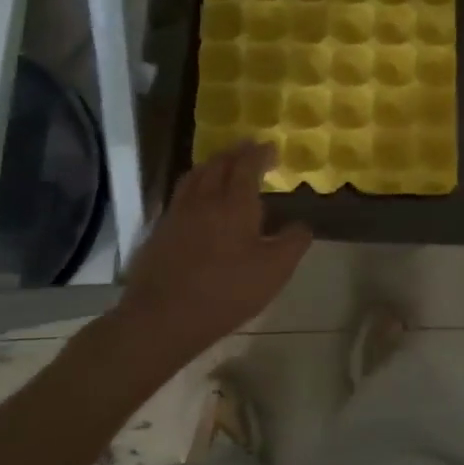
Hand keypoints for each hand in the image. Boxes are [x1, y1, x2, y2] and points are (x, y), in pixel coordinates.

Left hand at [119, 142, 311, 356]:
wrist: (163, 316)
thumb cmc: (226, 291)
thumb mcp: (274, 271)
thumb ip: (293, 242)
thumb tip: (302, 224)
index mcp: (235, 203)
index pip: (247, 166)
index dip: (260, 153)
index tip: (271, 147)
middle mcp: (205, 199)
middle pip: (219, 164)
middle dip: (236, 153)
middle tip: (249, 149)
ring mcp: (178, 213)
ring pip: (195, 176)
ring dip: (213, 164)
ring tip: (223, 165)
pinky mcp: (161, 231)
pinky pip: (181, 195)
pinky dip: (195, 185)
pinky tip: (198, 199)